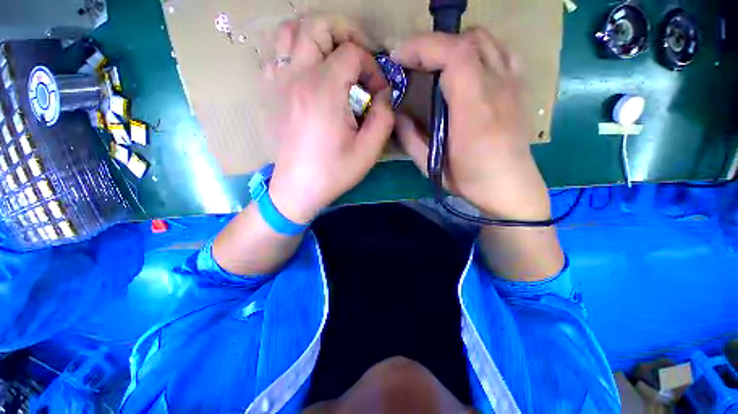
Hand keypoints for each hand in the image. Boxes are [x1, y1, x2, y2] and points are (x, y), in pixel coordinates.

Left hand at [265, 14, 393, 223]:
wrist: (297, 188)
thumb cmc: (333, 172)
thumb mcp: (368, 151)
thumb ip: (384, 117)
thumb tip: (384, 95)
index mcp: (324, 91)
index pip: (352, 53)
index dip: (372, 67)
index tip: (379, 91)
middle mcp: (298, 76)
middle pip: (317, 25)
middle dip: (345, 32)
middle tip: (360, 55)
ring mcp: (280, 82)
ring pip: (290, 31)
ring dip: (317, 35)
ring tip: (334, 55)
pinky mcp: (272, 93)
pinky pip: (277, 53)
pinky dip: (295, 49)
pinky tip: (310, 70)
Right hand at [392, 29, 550, 219]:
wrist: (510, 186)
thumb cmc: (470, 179)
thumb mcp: (432, 166)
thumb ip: (411, 139)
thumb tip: (398, 115)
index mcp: (474, 110)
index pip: (454, 56)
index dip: (422, 47)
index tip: (398, 57)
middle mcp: (498, 88)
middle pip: (468, 40)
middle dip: (433, 44)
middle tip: (412, 63)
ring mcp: (512, 84)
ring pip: (485, 40)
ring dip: (454, 44)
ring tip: (436, 63)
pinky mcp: (518, 87)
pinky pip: (500, 52)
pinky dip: (478, 50)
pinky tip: (466, 67)